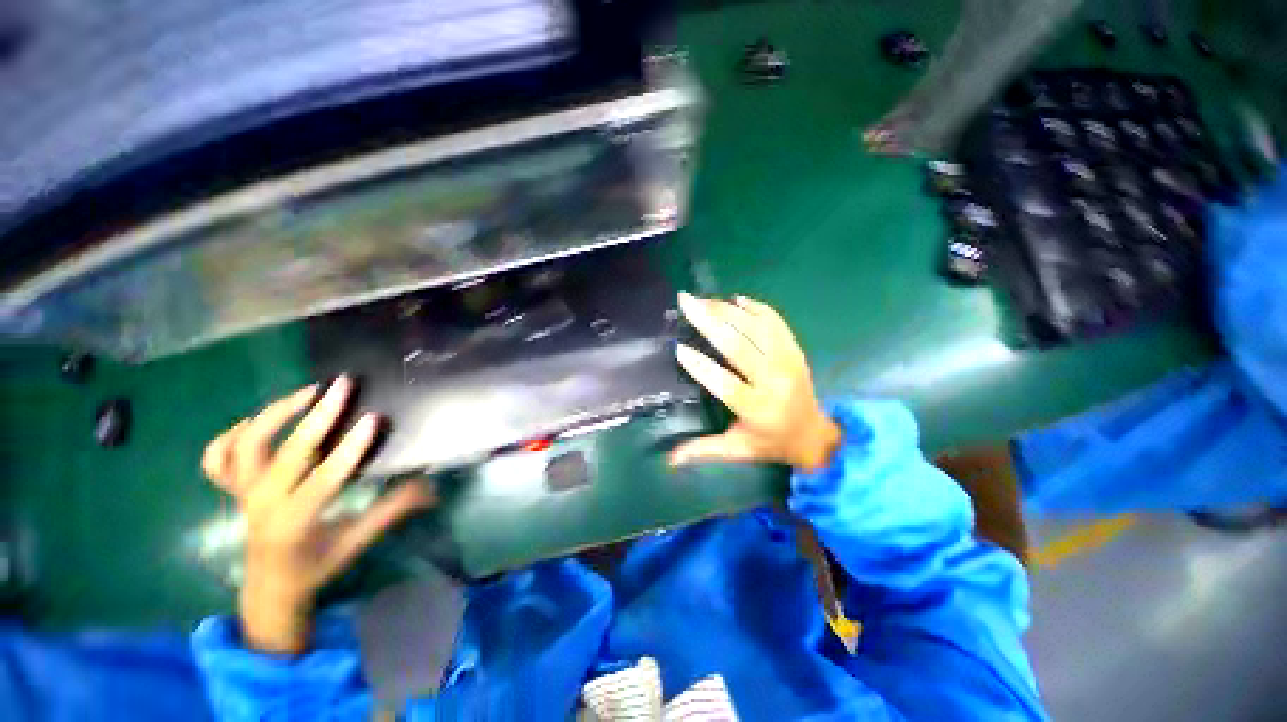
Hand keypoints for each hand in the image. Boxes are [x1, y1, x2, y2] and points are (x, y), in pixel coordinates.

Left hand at [201, 377, 434, 653]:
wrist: (269, 589)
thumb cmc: (316, 566)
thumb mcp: (357, 542)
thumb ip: (391, 511)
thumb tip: (430, 487)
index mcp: (295, 522)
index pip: (324, 478)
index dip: (350, 447)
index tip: (373, 417)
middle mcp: (263, 504)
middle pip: (287, 452)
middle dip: (317, 415)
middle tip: (343, 385)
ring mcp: (243, 494)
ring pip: (245, 446)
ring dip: (275, 414)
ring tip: (308, 392)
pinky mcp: (233, 490)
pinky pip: (218, 457)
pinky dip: (232, 434)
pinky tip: (258, 422)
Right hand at [671, 293, 841, 471]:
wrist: (814, 435)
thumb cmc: (770, 443)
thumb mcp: (736, 450)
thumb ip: (703, 451)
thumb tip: (669, 461)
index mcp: (758, 410)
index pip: (726, 384)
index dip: (701, 367)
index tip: (679, 348)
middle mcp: (775, 382)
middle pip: (740, 347)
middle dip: (709, 321)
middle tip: (686, 303)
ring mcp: (788, 361)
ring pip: (756, 329)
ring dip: (728, 311)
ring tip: (703, 300)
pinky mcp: (795, 350)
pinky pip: (776, 323)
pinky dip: (756, 308)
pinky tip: (736, 299)